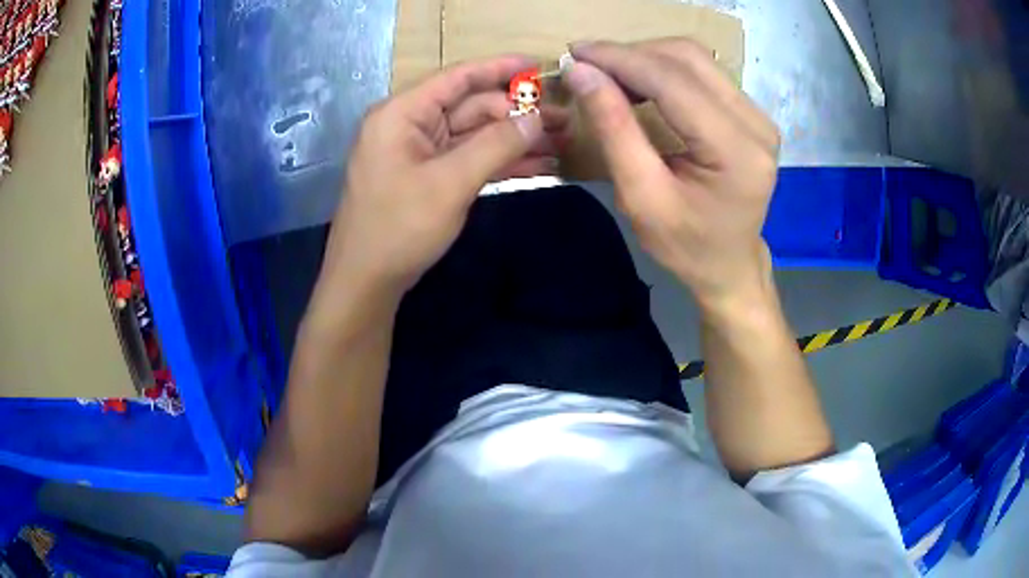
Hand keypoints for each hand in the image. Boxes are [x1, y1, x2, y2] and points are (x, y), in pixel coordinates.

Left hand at [322, 56, 565, 299]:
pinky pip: (469, 158)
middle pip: (471, 107)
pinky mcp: (428, 176)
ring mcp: (419, 151)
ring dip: (515, 139)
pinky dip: (500, 161)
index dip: (500, 69)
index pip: (457, 77)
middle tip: (565, 121)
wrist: (367, 282)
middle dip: (517, 113)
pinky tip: (538, 165)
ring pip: (475, 134)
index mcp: (402, 113)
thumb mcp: (450, 183)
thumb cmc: (399, 228)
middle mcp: (409, 124)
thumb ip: (496, 145)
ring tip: (561, 142)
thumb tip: (537, 118)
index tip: (539, 65)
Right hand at [563, 39, 780, 311]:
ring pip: (695, 59)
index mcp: (736, 151)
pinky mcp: (751, 114)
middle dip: (631, 54)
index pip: (673, 82)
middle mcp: (756, 124)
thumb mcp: (641, 197)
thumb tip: (582, 72)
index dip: (620, 59)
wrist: (729, 264)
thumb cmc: (686, 245)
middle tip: (588, 66)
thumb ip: (614, 129)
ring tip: (609, 75)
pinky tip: (639, 84)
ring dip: (646, 58)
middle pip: (688, 59)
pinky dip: (664, 70)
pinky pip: (703, 73)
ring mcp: (758, 116)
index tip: (574, 52)